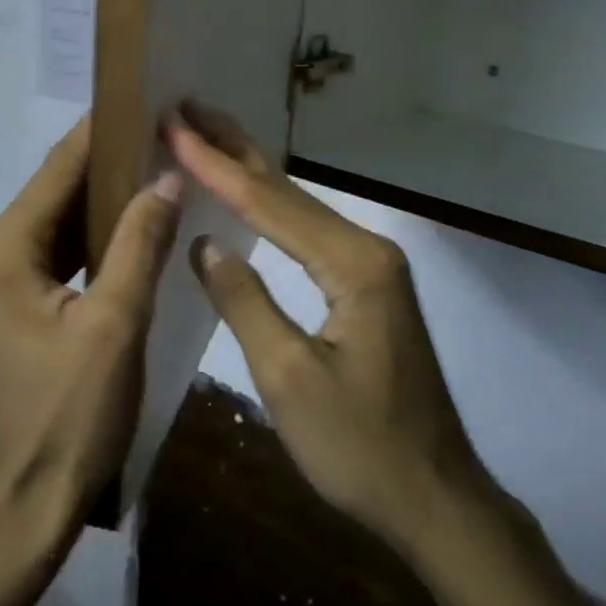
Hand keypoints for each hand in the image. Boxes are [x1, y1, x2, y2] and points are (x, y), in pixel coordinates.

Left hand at [0, 118, 182, 525]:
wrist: (38, 491)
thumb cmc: (74, 410)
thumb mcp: (116, 322)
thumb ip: (141, 242)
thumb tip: (168, 175)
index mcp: (9, 248)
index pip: (60, 168)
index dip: (102, 130)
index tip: (146, 95)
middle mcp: (4, 250)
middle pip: (63, 186)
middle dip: (112, 156)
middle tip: (168, 127)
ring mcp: (17, 274)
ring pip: (71, 214)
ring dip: (113, 190)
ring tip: (166, 159)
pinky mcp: (35, 296)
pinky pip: (75, 244)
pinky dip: (108, 227)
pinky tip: (147, 215)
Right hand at [165, 103, 489, 553]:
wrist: (434, 498)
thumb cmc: (360, 448)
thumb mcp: (289, 380)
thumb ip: (245, 302)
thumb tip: (206, 245)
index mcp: (352, 264)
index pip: (268, 203)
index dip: (214, 166)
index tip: (171, 126)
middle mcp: (366, 249)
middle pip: (288, 190)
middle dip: (233, 148)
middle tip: (187, 107)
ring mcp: (371, 267)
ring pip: (299, 208)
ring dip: (249, 173)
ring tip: (205, 137)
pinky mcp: (367, 287)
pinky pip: (308, 235)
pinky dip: (270, 210)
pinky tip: (247, 199)